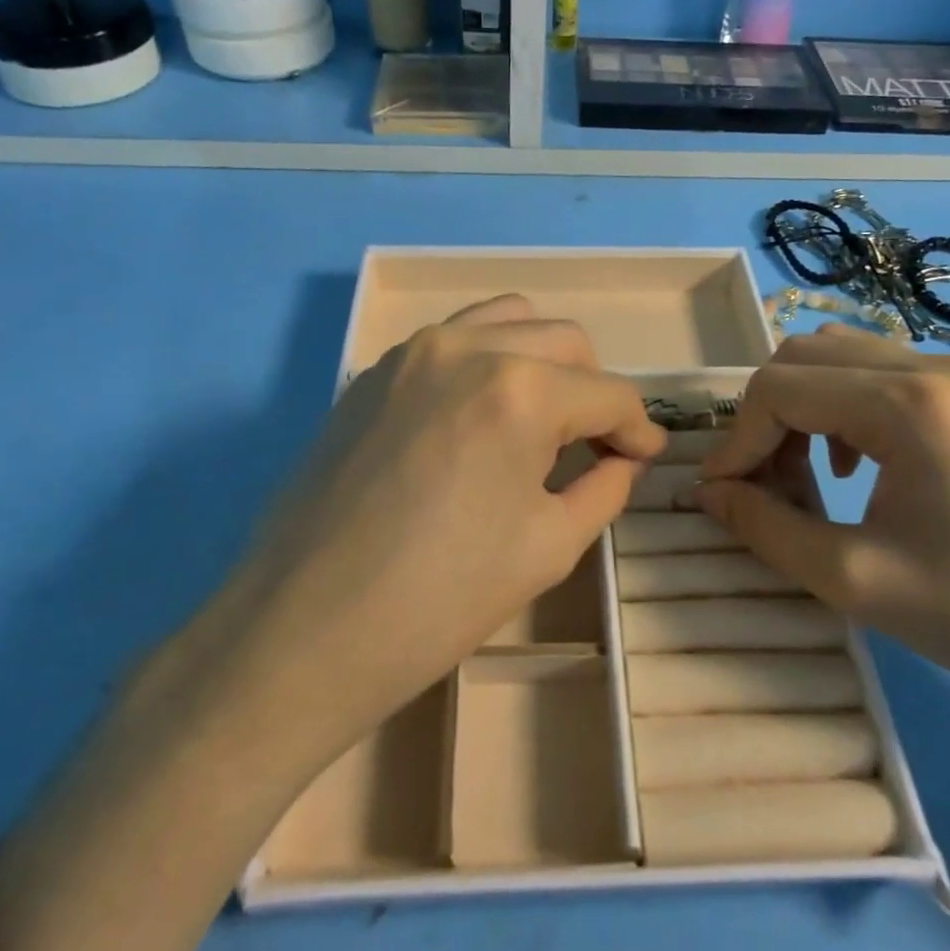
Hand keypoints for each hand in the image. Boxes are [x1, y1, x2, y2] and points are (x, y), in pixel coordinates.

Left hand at [0, 295, 662, 950]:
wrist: (303, 629)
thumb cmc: (439, 601)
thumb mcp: (548, 548)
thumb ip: (603, 487)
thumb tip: (624, 459)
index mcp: (521, 389)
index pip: (608, 393)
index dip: (638, 428)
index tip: (645, 456)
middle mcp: (468, 347)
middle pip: (564, 341)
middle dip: (593, 390)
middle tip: (593, 446)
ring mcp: (411, 352)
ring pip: (506, 321)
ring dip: (540, 360)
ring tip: (539, 419)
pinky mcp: (372, 372)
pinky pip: (451, 340)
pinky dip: (486, 360)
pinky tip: (479, 417)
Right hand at [691, 325, 949, 733]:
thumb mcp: (857, 580)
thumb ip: (767, 529)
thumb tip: (708, 494)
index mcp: (908, 402)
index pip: (780, 388)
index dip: (737, 440)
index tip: (721, 495)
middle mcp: (933, 365)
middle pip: (805, 356)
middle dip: (765, 417)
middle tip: (760, 483)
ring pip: (840, 358)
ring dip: (801, 407)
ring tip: (800, 475)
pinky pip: (881, 375)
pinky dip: (841, 407)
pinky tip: (852, 465)